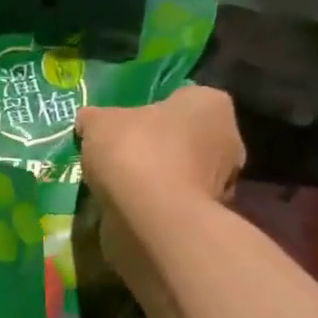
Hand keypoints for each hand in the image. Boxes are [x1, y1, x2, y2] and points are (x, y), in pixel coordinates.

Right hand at [77, 85, 244, 215]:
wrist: (152, 219)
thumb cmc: (135, 153)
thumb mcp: (100, 123)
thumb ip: (95, 118)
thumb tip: (89, 120)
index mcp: (210, 103)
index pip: (180, 99)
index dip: (150, 112)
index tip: (125, 127)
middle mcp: (227, 138)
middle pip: (184, 138)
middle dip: (158, 148)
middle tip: (121, 158)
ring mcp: (223, 183)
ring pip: (181, 174)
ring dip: (157, 180)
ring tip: (120, 189)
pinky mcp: (208, 217)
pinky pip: (175, 203)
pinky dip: (157, 206)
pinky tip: (131, 210)